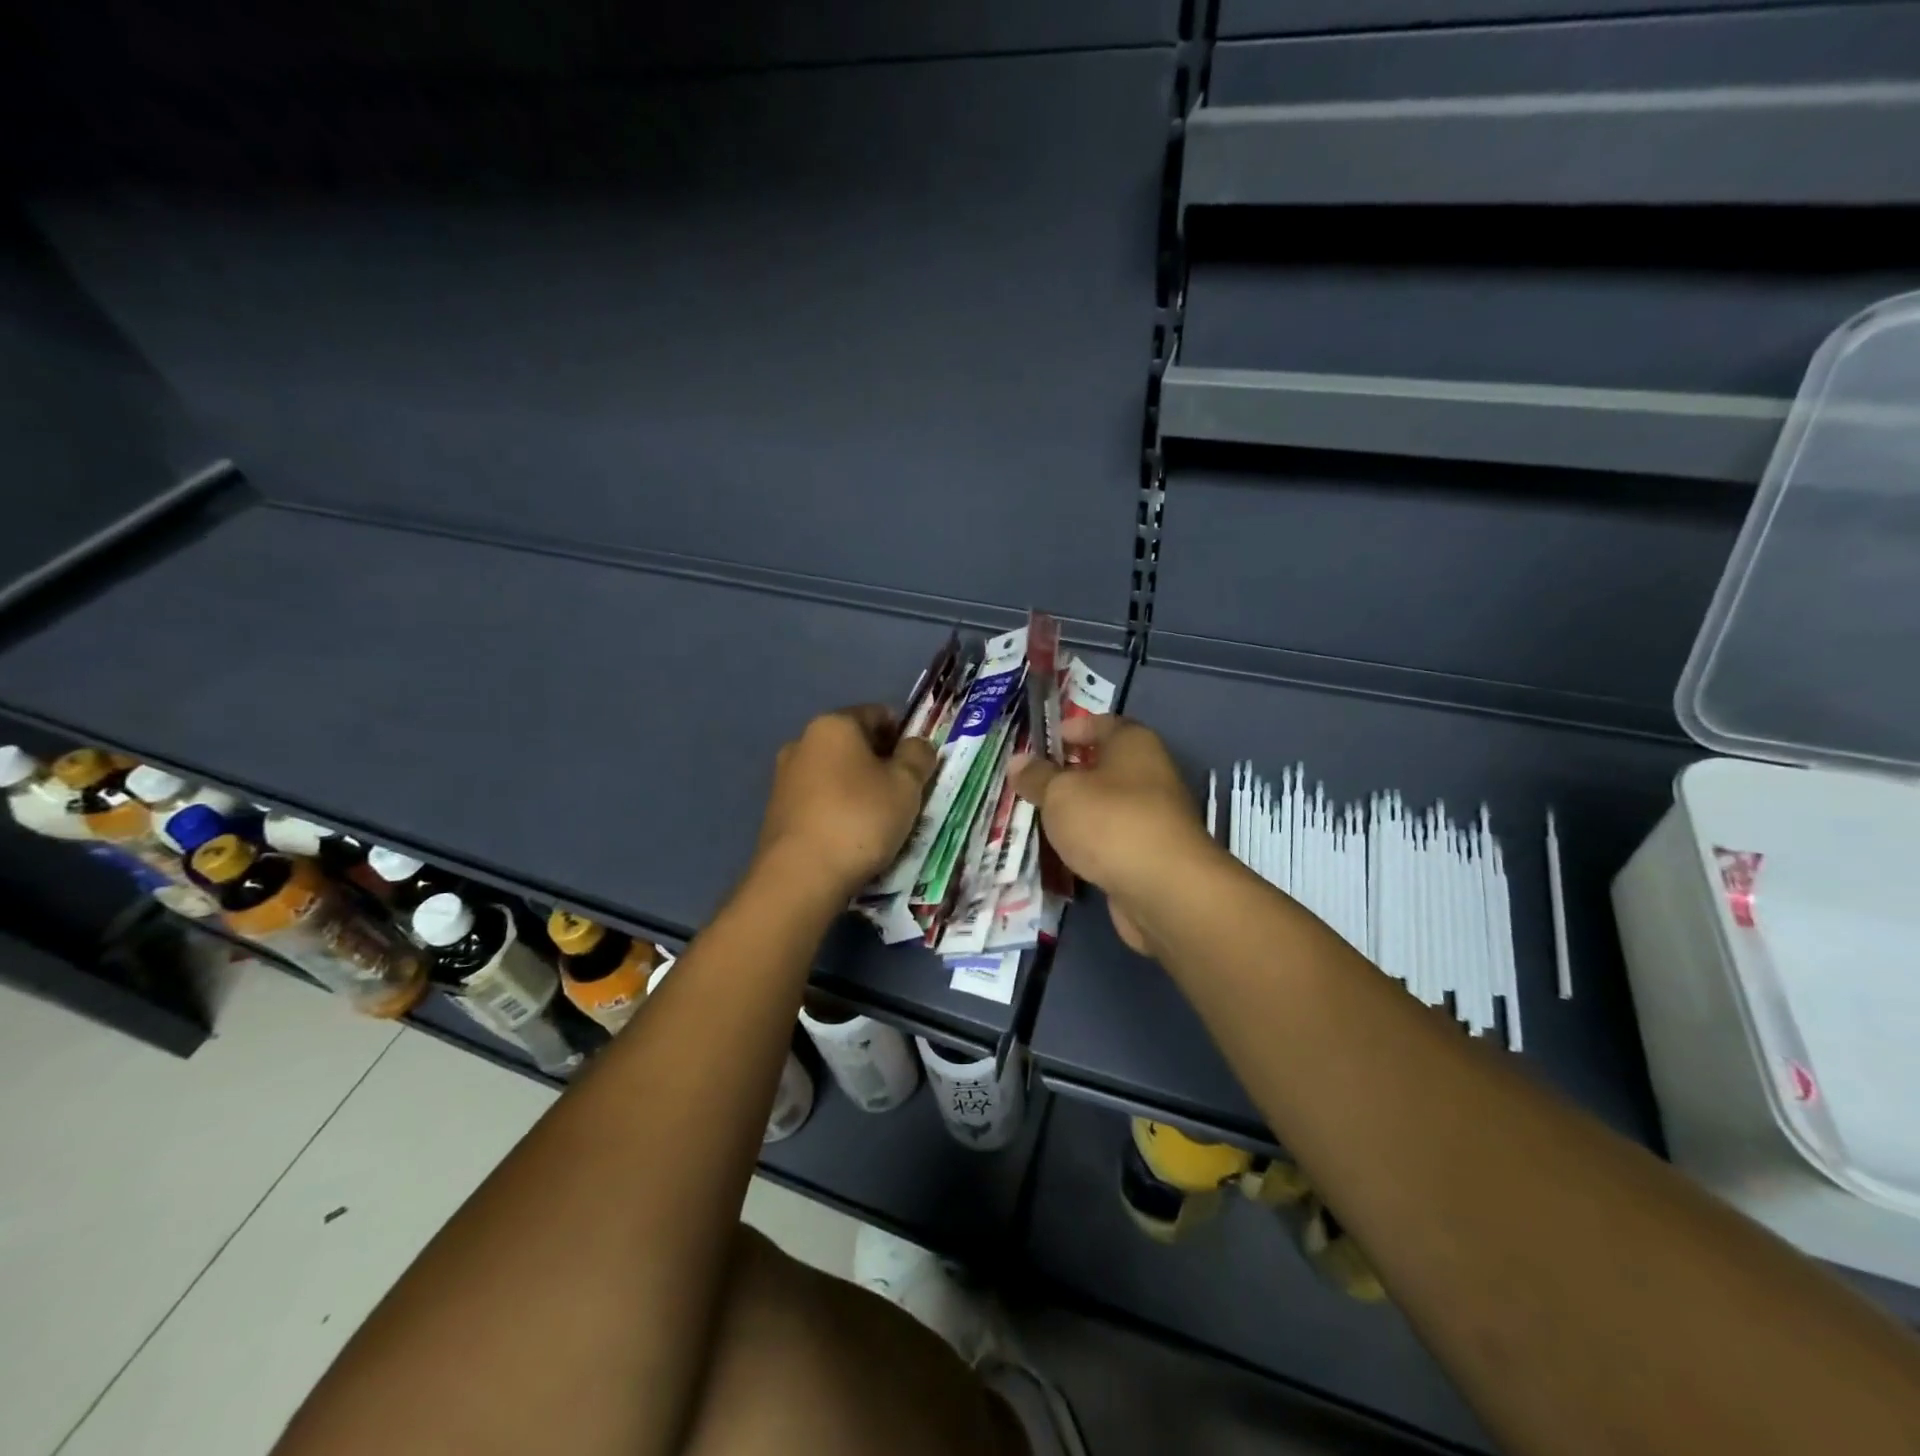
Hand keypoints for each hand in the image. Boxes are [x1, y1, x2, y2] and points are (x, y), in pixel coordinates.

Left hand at [754, 705, 936, 902]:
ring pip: (835, 773)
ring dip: (858, 788)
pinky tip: (851, 837)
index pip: (878, 714)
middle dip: (880, 763)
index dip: (904, 735)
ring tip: (880, 821)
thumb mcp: (906, 785)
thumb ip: (918, 756)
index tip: (918, 765)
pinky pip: (818, 800)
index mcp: (833, 724)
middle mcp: (802, 742)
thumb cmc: (860, 819)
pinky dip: (838, 809)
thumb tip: (917, 745)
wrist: (800, 876)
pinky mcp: (776, 811)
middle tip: (904, 795)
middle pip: (854, 744)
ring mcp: (784, 777)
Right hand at [1010, 715, 1216, 955]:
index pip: (1100, 724)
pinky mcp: (1151, 852)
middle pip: (1104, 765)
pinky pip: (1112, 837)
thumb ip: (1037, 777)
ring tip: (1039, 817)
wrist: (1164, 889)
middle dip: (1068, 773)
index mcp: (1133, 743)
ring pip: (1107, 804)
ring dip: (1078, 810)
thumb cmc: (1110, 822)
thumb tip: (1018, 761)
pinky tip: (1065, 850)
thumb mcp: (1060, 793)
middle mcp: (1150, 772)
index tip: (1039, 745)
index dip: (1069, 730)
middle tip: (1031, 784)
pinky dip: (1090, 840)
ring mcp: (1154, 815)